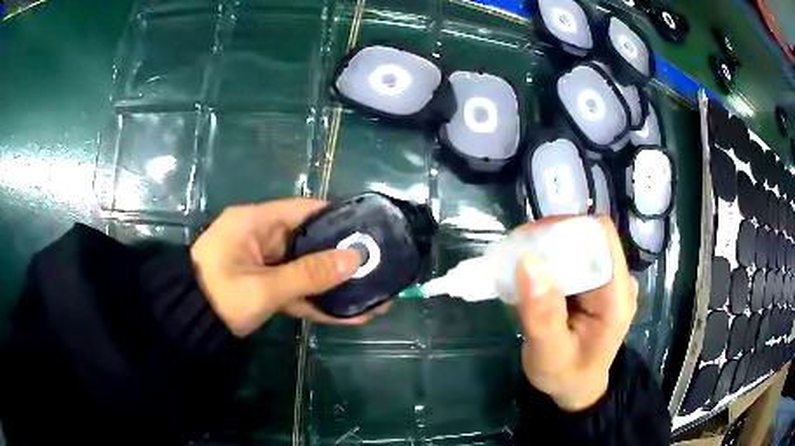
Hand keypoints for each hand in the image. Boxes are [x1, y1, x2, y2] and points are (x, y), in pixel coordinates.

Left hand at [191, 199, 388, 337]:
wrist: (188, 325)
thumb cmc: (219, 296)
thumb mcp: (263, 287)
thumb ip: (308, 274)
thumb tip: (354, 259)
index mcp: (255, 222)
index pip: (304, 210)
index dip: (336, 217)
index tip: (367, 228)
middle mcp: (261, 238)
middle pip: (308, 242)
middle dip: (340, 257)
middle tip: (376, 265)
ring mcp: (263, 264)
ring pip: (304, 269)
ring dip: (332, 284)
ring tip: (371, 294)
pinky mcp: (264, 286)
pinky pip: (295, 289)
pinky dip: (316, 301)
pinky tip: (348, 314)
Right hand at [513, 216, 637, 411]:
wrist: (577, 388)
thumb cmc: (566, 376)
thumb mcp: (549, 354)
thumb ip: (542, 315)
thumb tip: (528, 262)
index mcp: (616, 295)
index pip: (600, 236)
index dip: (566, 229)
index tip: (530, 244)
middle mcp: (616, 280)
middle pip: (585, 236)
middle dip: (549, 241)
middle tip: (514, 258)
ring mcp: (606, 280)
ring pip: (575, 245)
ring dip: (545, 251)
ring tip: (516, 270)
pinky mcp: (593, 283)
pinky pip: (570, 260)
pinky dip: (547, 264)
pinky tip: (529, 280)